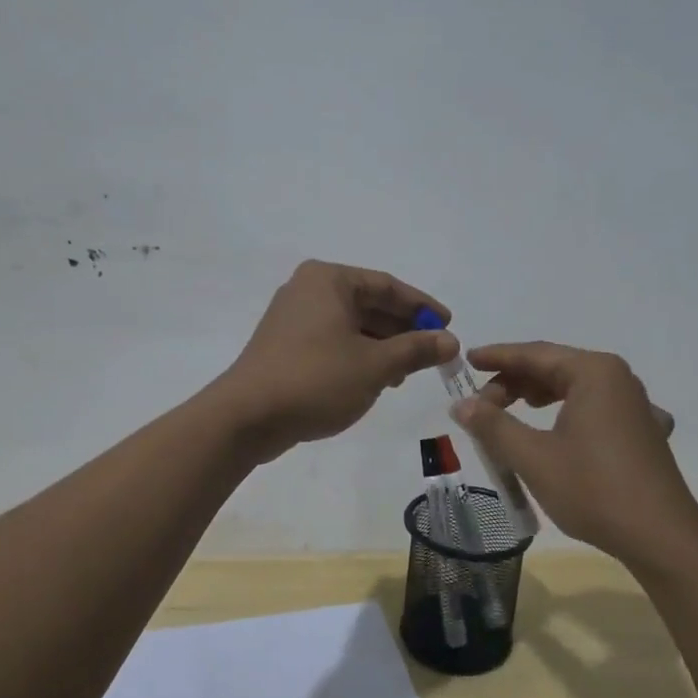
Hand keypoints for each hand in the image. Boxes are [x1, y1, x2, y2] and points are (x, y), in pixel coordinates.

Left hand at [216, 261, 458, 461]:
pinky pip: (333, 342)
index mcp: (328, 280)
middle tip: (433, 353)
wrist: (247, 417)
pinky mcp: (286, 346)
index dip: (421, 307)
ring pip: (351, 326)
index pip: (387, 286)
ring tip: (407, 373)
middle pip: (369, 304)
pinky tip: (377, 380)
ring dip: (383, 346)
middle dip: (403, 330)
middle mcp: (308, 290)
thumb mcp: (375, 365)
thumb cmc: (316, 379)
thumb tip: (450, 341)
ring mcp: (293, 319)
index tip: (448, 326)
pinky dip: (358, 356)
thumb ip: (415, 349)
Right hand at [451, 342, 697, 566]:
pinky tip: (562, 431)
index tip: (466, 360)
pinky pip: (597, 410)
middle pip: (556, 368)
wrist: (662, 539)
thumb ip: (493, 425)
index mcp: (594, 372)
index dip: (497, 357)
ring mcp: (637, 406)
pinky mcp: (644, 432)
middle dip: (515, 382)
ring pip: (577, 389)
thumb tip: (461, 404)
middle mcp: (619, 379)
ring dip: (539, 397)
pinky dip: (569, 413)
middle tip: (482, 405)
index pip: (534, 354)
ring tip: (511, 413)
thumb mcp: (533, 458)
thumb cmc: (593, 490)